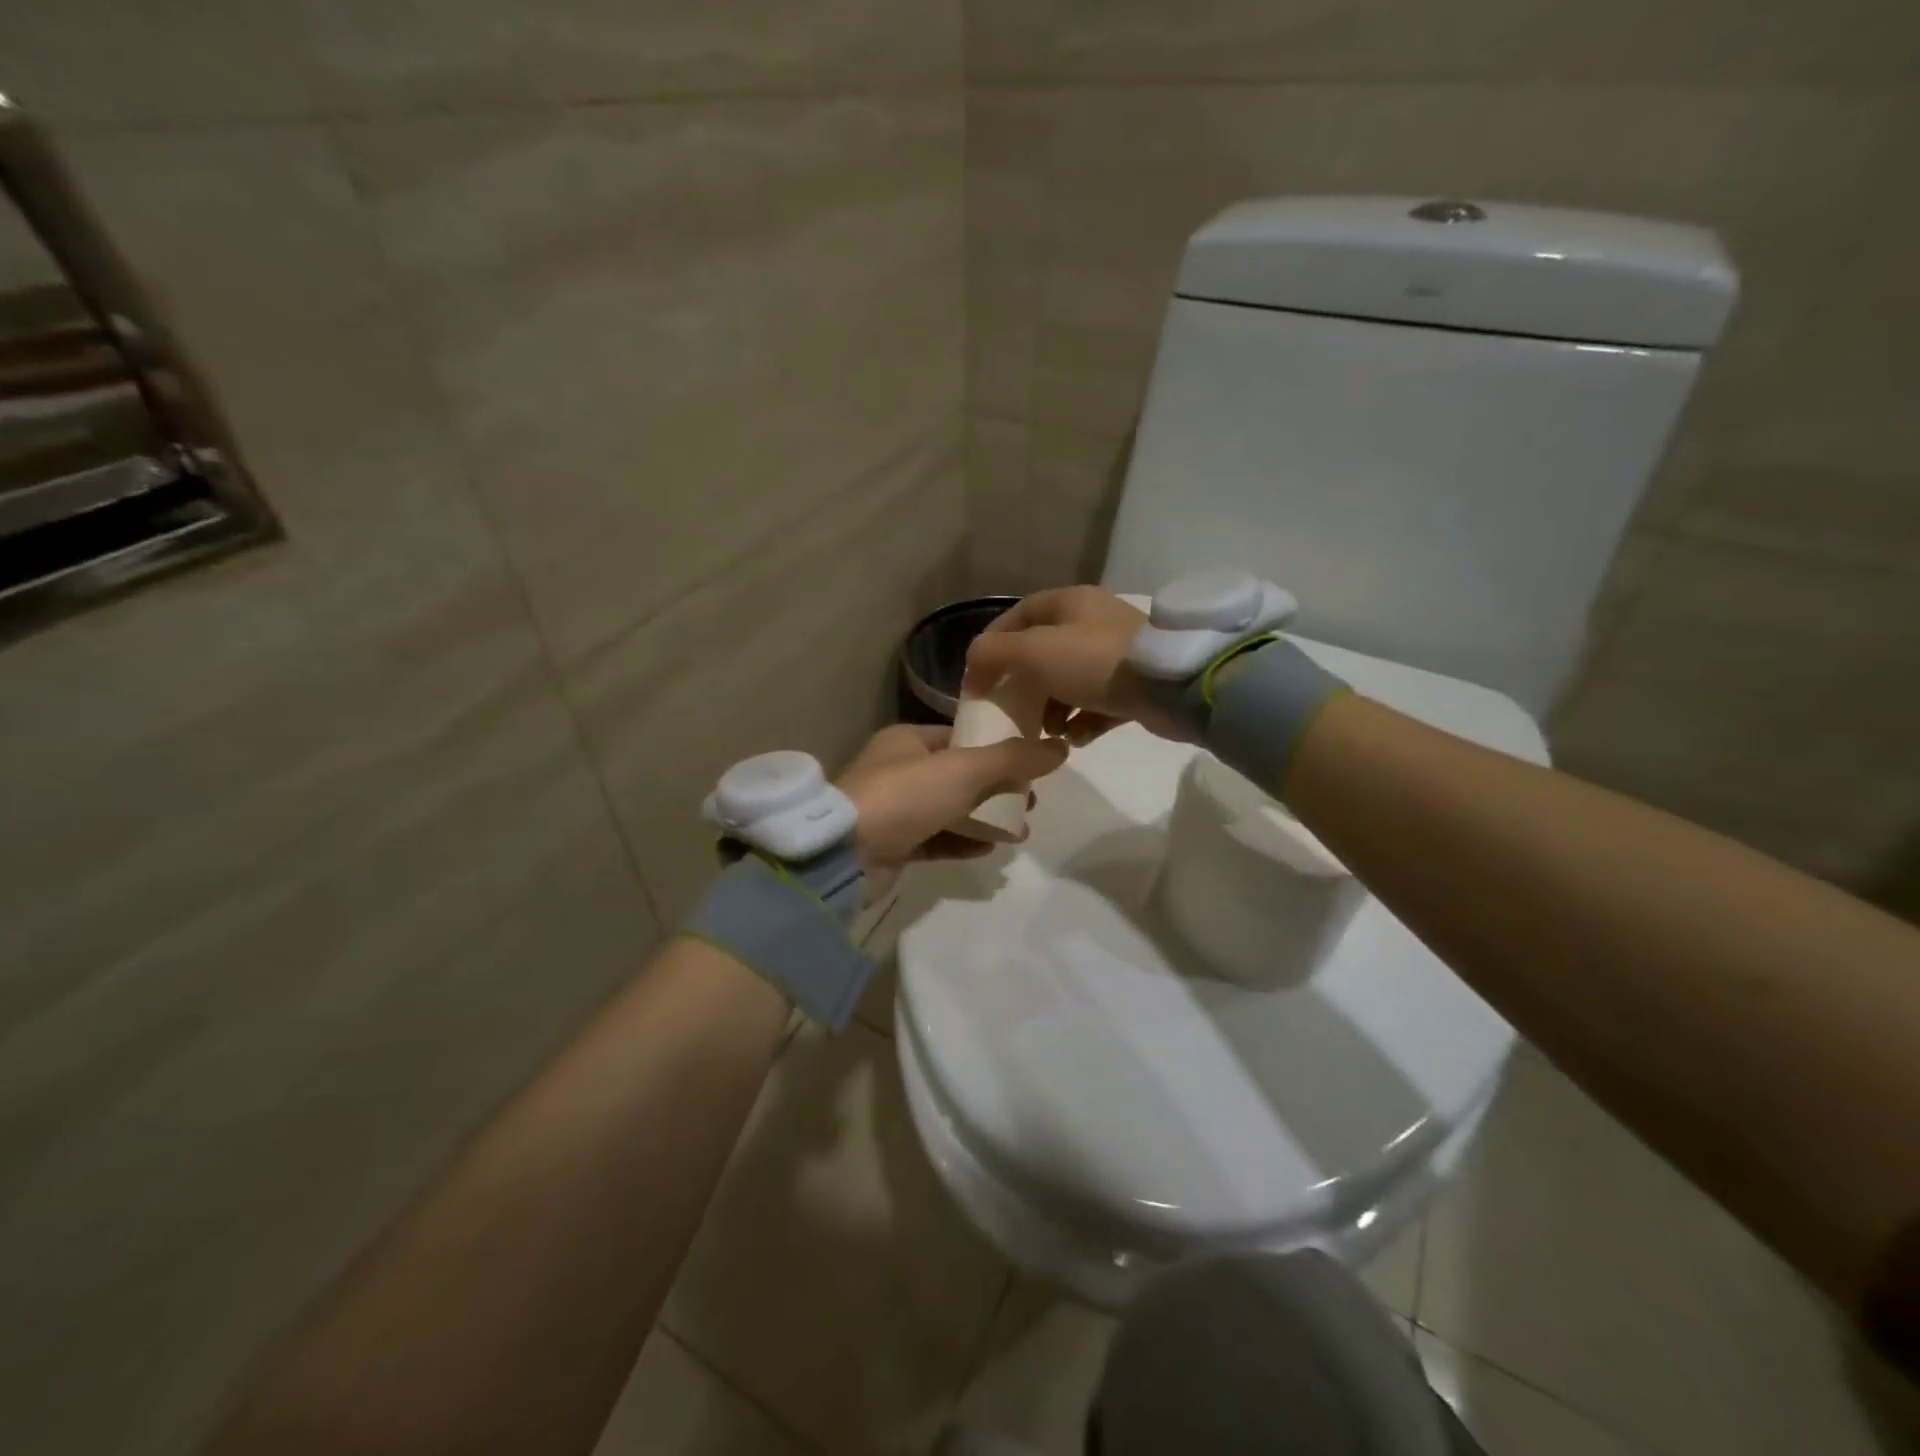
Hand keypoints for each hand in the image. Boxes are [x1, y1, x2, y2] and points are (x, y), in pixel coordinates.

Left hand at [837, 724, 1067, 873]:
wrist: (845, 854)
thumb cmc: (905, 796)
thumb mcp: (964, 770)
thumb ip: (1012, 760)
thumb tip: (1060, 748)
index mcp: (908, 740)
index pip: (960, 737)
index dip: (997, 748)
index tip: (1031, 764)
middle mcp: (899, 770)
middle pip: (959, 775)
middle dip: (997, 788)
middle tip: (1031, 801)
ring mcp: (894, 809)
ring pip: (950, 809)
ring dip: (985, 818)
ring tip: (1021, 831)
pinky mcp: (893, 844)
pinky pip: (937, 839)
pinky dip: (963, 841)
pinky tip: (990, 848)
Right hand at [963, 586, 1184, 745]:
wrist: (1170, 687)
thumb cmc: (1093, 662)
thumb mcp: (1032, 651)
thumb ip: (993, 654)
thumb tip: (974, 665)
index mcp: (1069, 603)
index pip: (1018, 615)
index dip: (993, 643)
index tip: (979, 677)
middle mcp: (1092, 622)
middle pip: (1042, 652)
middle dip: (1024, 685)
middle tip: (1012, 711)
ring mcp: (1115, 654)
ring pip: (1068, 682)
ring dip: (1051, 709)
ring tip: (1046, 732)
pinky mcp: (1134, 685)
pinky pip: (1095, 704)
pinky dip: (1081, 722)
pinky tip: (1076, 739)